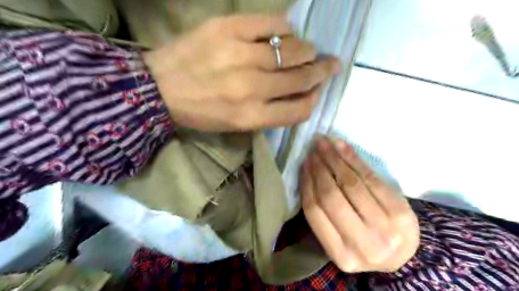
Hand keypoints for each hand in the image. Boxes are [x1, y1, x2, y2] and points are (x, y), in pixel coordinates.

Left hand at [144, 13, 340, 130]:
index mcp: (252, 116)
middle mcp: (251, 88)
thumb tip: (300, 93)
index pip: (300, 109)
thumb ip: (271, 113)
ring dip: (307, 50)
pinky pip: (271, 24)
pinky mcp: (227, 29)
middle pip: (301, 78)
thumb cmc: (202, 112)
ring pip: (292, 50)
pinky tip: (285, 34)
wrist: (160, 88)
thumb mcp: (238, 124)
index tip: (318, 90)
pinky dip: (285, 28)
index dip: (314, 98)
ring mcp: (239, 55)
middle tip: (329, 64)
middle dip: (321, 71)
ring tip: (309, 50)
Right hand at [298, 136, 418, 272]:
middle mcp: (363, 244)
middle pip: (331, 197)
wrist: (403, 251)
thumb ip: (323, 215)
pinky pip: (371, 178)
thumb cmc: (363, 242)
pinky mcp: (401, 211)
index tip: (303, 164)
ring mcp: (385, 228)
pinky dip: (354, 159)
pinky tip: (342, 146)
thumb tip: (307, 175)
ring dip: (334, 159)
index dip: (307, 183)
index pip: (315, 211)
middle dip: (319, 168)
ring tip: (324, 144)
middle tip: (313, 150)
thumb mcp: (339, 239)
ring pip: (351, 184)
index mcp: (342, 255)